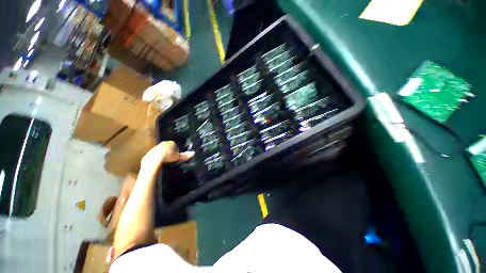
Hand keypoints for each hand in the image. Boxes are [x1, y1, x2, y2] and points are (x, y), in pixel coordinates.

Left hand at [140, 141, 193, 172]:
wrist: (154, 160)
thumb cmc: (168, 157)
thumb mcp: (178, 157)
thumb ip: (185, 155)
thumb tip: (193, 153)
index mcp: (170, 143)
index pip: (174, 145)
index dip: (176, 150)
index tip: (177, 155)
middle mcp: (162, 144)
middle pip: (167, 147)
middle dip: (169, 151)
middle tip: (172, 158)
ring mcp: (155, 148)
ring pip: (160, 151)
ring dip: (162, 154)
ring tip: (166, 161)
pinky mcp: (149, 154)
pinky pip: (154, 155)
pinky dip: (157, 158)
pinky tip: (159, 163)